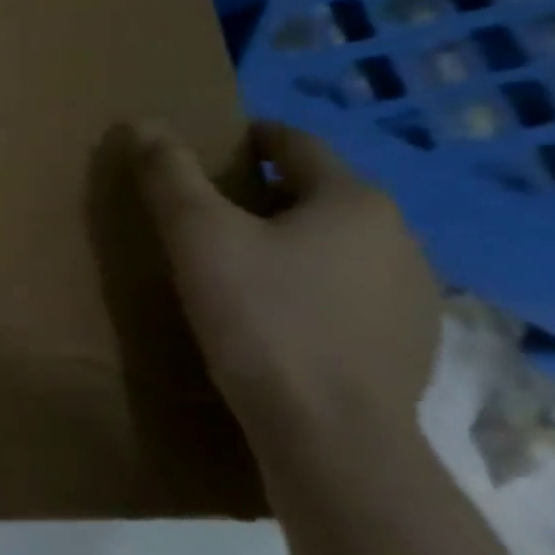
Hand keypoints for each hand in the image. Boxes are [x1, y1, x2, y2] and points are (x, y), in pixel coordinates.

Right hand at [132, 120, 440, 448]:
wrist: (329, 433)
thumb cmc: (260, 319)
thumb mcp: (197, 237)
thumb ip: (168, 175)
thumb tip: (140, 122)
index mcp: (352, 200)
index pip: (295, 144)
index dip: (249, 139)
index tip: (210, 149)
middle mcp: (398, 235)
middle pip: (319, 195)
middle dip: (266, 195)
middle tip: (209, 214)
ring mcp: (414, 292)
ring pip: (339, 246)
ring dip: (294, 243)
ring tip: (241, 267)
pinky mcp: (409, 342)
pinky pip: (352, 293)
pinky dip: (315, 289)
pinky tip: (280, 318)